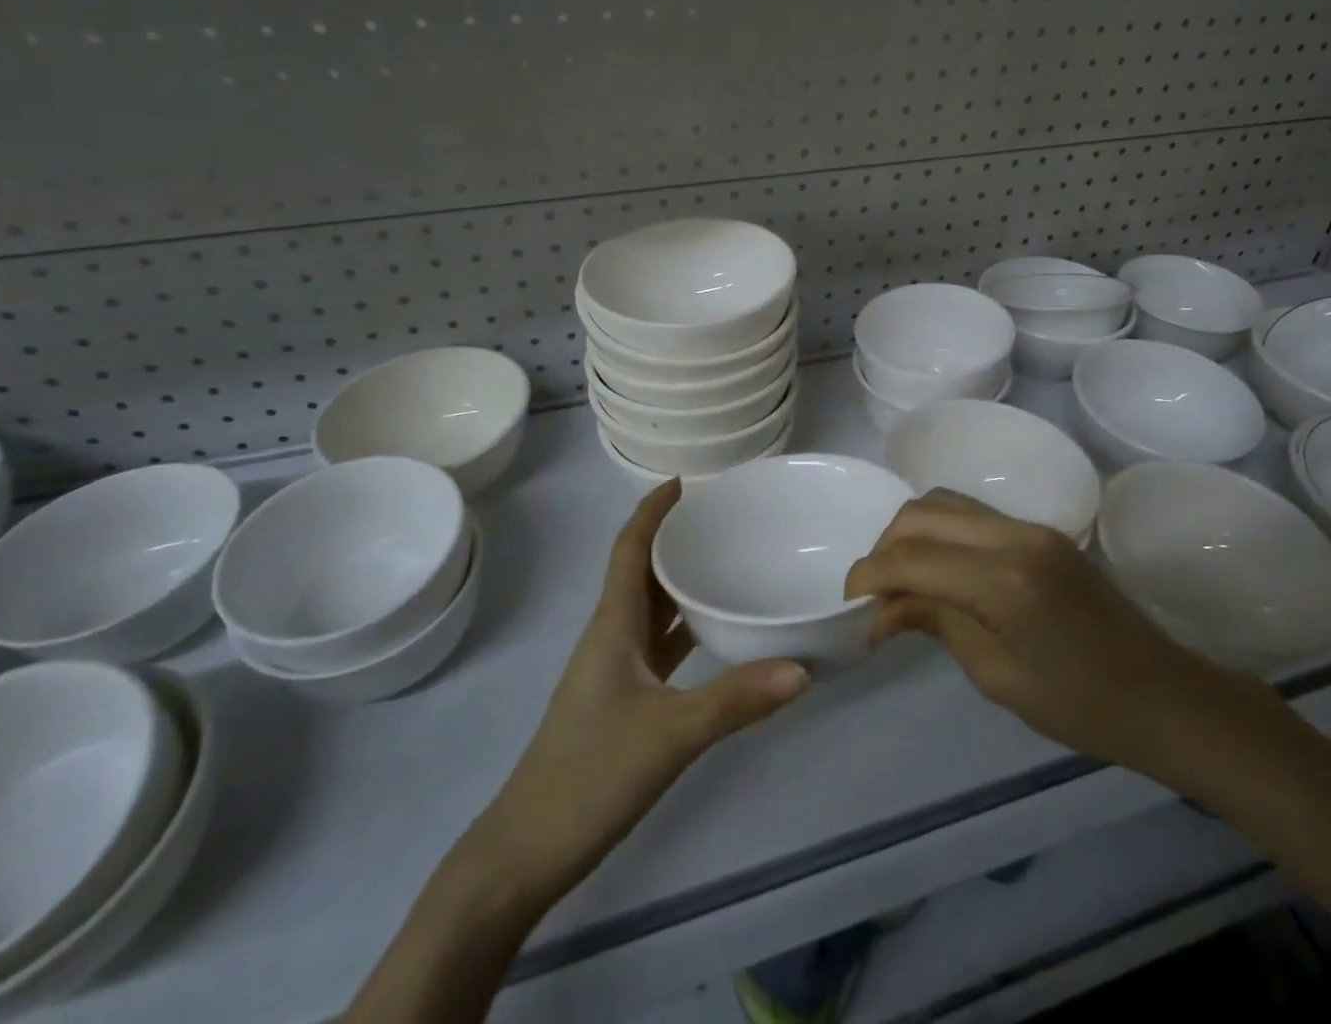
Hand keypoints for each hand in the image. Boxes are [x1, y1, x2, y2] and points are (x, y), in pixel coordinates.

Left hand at [451, 480, 810, 908]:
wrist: (527, 850)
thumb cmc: (590, 775)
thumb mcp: (670, 734)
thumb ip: (736, 700)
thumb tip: (803, 668)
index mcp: (613, 624)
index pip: (630, 547)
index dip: (653, 510)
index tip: (686, 480)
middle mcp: (612, 635)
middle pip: (642, 569)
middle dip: (675, 536)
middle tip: (724, 516)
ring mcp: (615, 669)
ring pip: (651, 606)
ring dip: (681, 579)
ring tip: (727, 559)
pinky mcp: (623, 699)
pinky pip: (658, 643)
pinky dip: (685, 626)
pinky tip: (717, 631)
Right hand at [844, 489, 1274, 791]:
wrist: (1164, 696)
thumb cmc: (1081, 705)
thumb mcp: (996, 675)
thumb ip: (936, 622)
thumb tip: (882, 609)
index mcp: (1003, 578)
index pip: (913, 557)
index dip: (870, 575)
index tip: (850, 604)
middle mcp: (1014, 534)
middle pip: (924, 512)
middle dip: (886, 545)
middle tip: (874, 592)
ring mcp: (1031, 526)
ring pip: (947, 502)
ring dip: (913, 532)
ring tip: (901, 579)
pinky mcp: (1042, 531)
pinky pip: (974, 514)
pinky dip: (943, 532)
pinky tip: (940, 570)